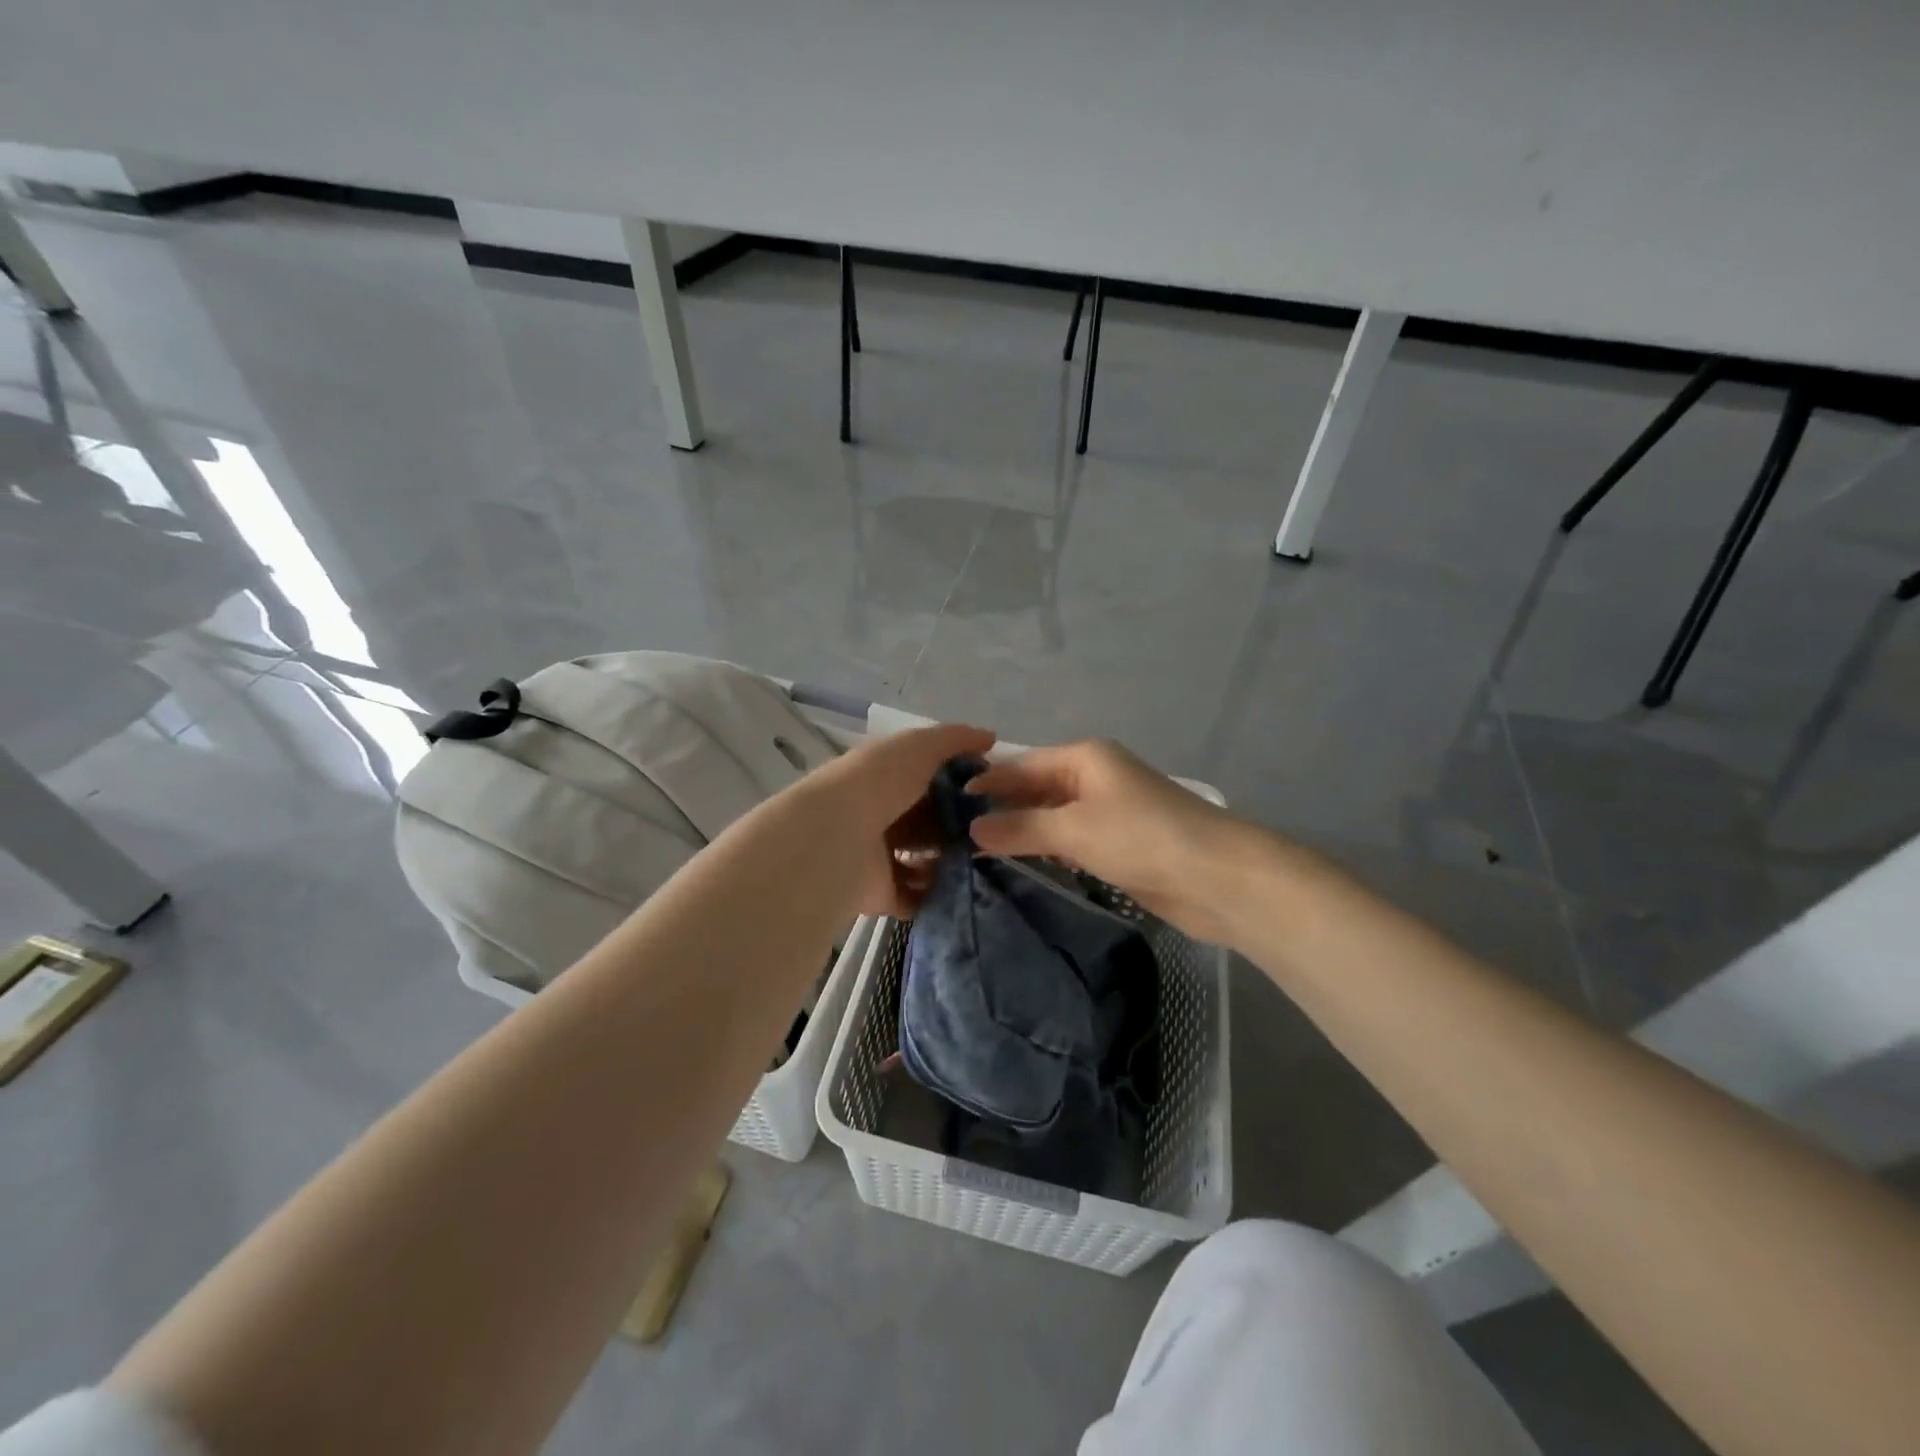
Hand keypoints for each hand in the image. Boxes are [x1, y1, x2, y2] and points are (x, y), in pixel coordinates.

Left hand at [807, 722, 995, 917]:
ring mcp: (879, 857)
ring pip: (924, 860)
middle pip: (928, 822)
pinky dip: (937, 896)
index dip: (960, 784)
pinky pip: (916, 897)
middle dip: (960, 827)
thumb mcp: (920, 746)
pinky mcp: (881, 893)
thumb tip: (989, 737)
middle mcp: (881, 815)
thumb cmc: (879, 783)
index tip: (994, 792)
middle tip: (994, 832)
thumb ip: (955, 739)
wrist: (835, 838)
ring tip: (983, 862)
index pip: (928, 779)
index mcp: (885, 778)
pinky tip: (964, 889)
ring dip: (951, 862)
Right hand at [968, 739, 1251, 943]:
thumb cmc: (1141, 837)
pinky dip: (1047, 851)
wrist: (1216, 878)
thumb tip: (973, 827)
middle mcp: (1095, 778)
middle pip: (1037, 788)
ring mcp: (1110, 813)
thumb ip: (1021, 828)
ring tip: (976, 850)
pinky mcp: (1120, 846)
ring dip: (1022, 831)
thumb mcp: (1074, 829)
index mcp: (1085, 758)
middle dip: (1002, 807)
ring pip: (1053, 818)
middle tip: (955, 831)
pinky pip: (1071, 842)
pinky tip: (1020, 865)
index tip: (947, 802)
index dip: (988, 780)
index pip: (1023, 764)